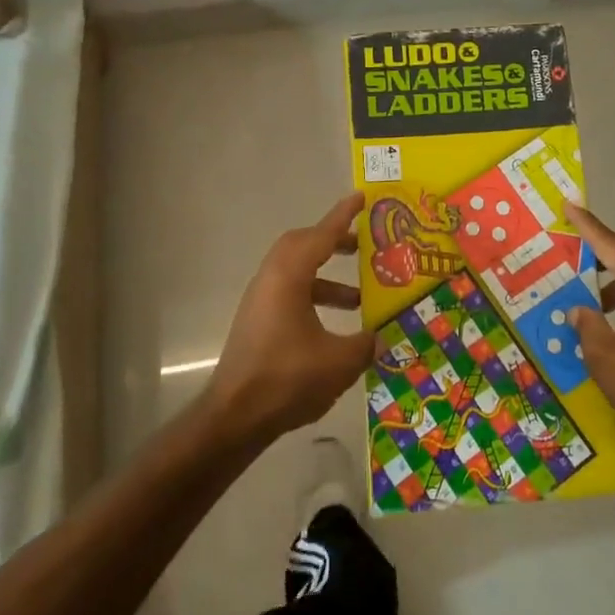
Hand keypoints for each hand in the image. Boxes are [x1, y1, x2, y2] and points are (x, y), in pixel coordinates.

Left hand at [205, 192, 374, 443]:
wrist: (234, 417)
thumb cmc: (287, 379)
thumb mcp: (339, 361)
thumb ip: (366, 343)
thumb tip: (381, 335)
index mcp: (289, 277)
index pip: (321, 235)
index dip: (343, 215)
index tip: (361, 197)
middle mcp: (271, 280)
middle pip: (303, 246)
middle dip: (333, 242)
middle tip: (363, 247)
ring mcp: (260, 301)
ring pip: (297, 272)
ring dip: (327, 278)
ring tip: (360, 297)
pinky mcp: (258, 322)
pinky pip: (290, 293)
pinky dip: (315, 297)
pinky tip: (336, 327)